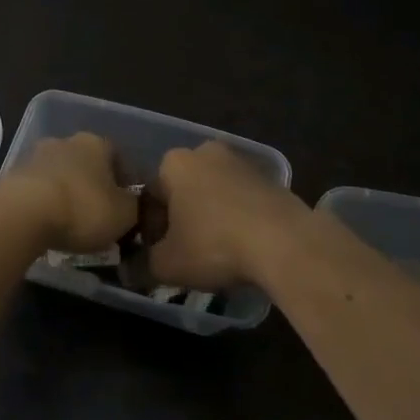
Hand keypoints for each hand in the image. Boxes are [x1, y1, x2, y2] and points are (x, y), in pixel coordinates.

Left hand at [0, 133, 138, 253]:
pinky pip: (38, 190)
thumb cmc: (82, 209)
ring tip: (71, 225)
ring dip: (67, 194)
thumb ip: (135, 206)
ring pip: (60, 176)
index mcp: (97, 143)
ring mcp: (35, 156)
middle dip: (94, 188)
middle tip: (99, 217)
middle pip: (87, 165)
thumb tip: (133, 204)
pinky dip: (45, 204)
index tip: (127, 209)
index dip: (125, 184)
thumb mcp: (125, 214)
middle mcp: (66, 141)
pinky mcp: (13, 175)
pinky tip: (48, 226)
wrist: (22, 214)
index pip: (119, 158)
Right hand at [146, 142, 308, 289]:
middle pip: (182, 190)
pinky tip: (243, 246)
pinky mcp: (270, 178)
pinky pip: (241, 200)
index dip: (151, 229)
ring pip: (213, 194)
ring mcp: (241, 162)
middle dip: (181, 218)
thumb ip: (143, 264)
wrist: (285, 243)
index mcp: (174, 162)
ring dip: (210, 217)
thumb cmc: (214, 245)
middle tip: (187, 253)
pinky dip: (237, 218)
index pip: (150, 196)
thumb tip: (134, 268)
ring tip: (218, 253)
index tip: (160, 253)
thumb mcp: (167, 264)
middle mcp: (205, 151)